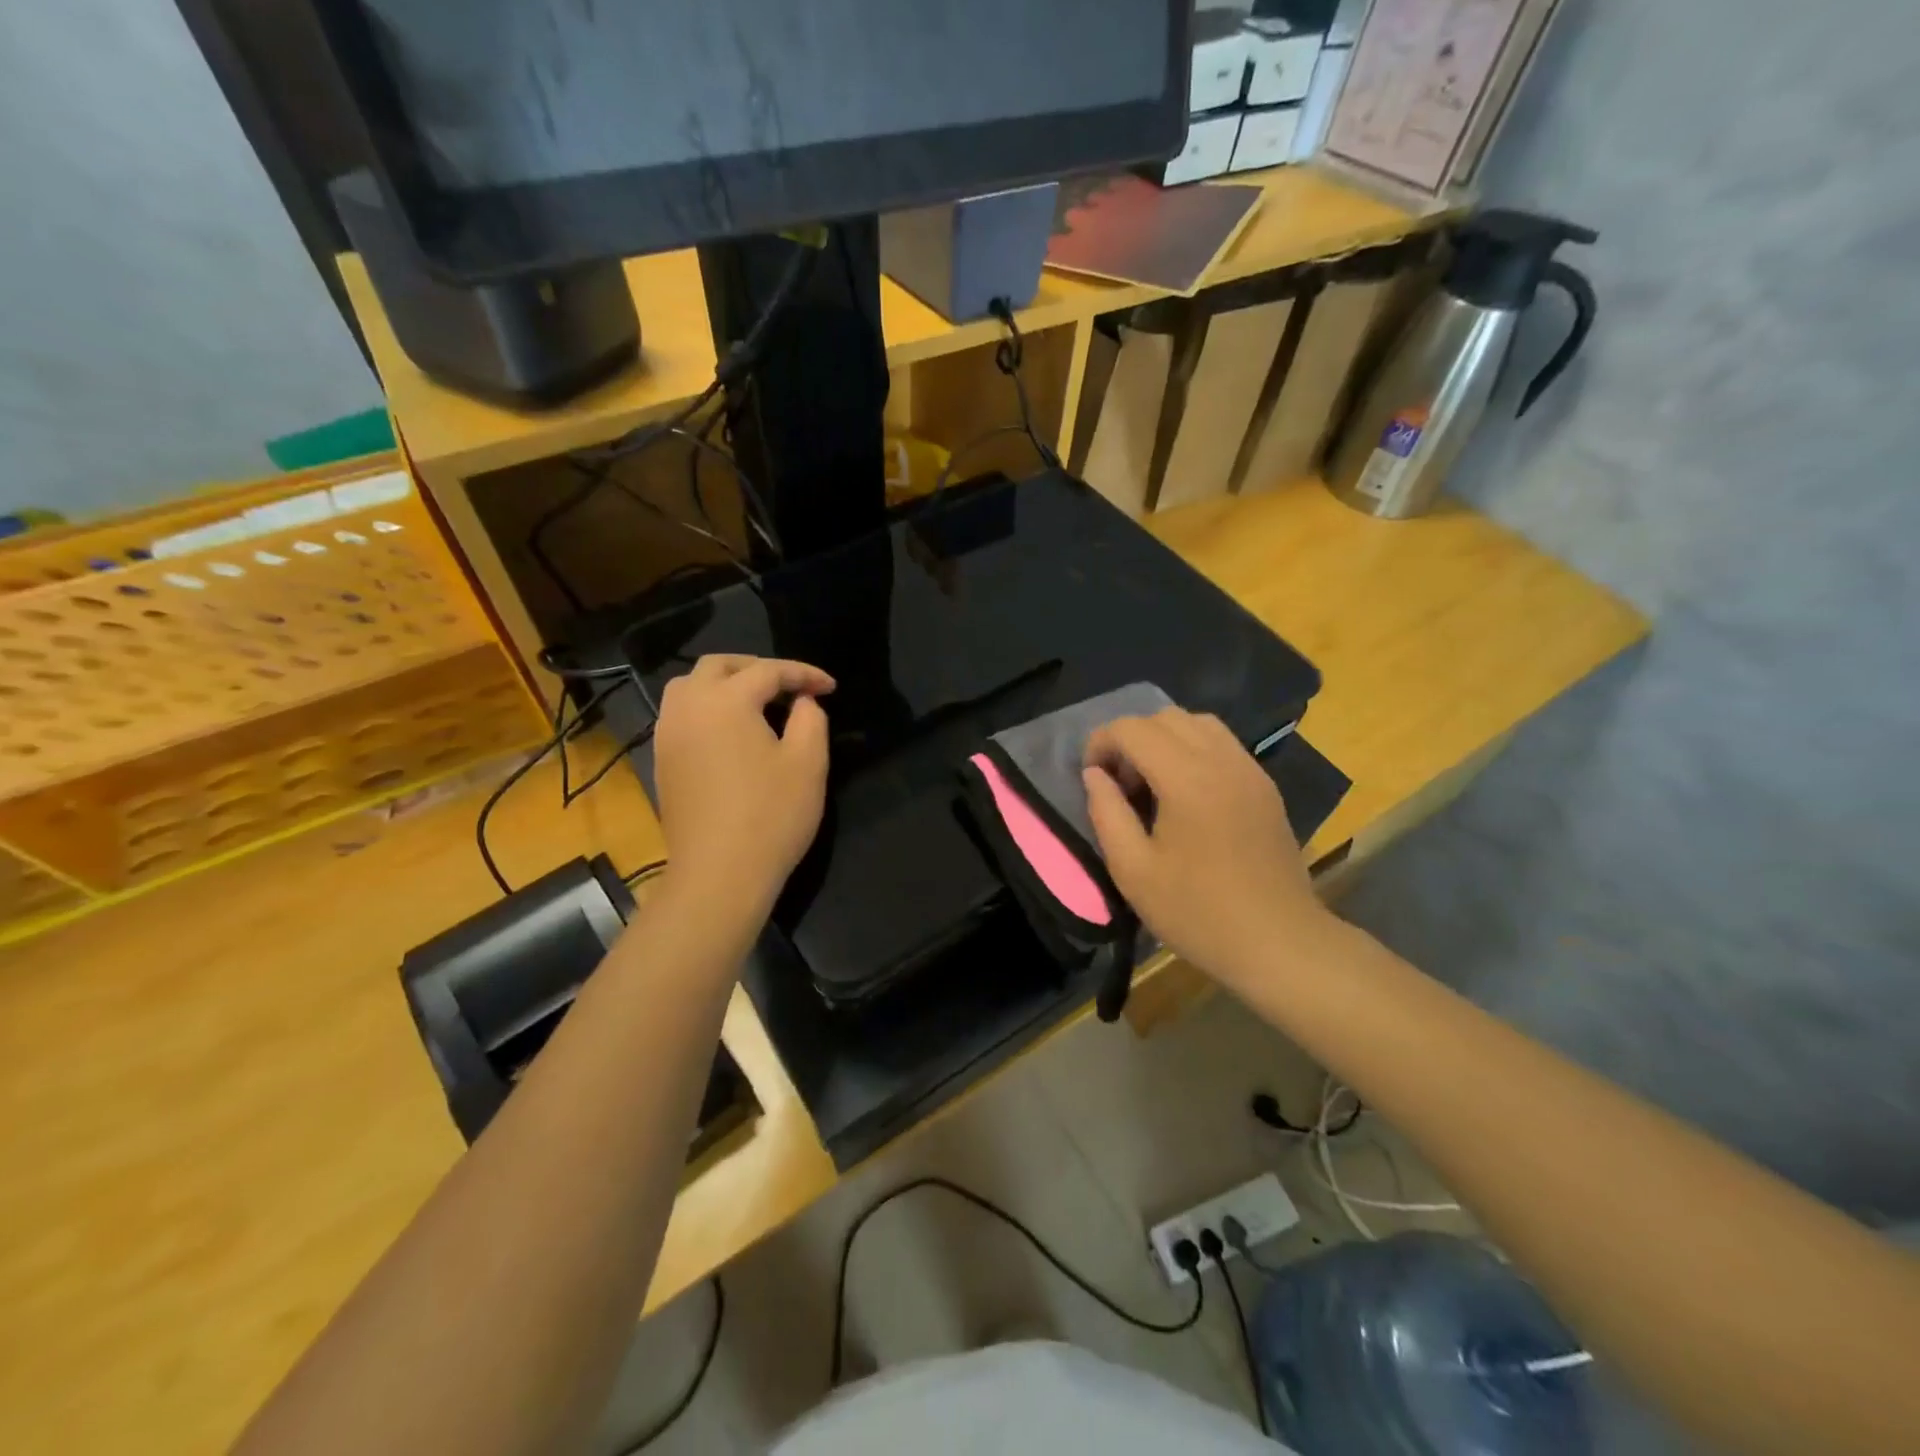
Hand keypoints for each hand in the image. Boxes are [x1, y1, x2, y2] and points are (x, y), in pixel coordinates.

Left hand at [653, 655, 834, 923]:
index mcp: (725, 701)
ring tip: (756, 702)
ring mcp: (668, 735)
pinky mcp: (662, 761)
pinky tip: (730, 731)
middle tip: (790, 686)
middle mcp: (688, 707)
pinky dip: (707, 708)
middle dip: (757, 668)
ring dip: (724, 683)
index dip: (804, 674)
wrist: (719, 874)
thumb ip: (810, 719)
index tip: (831, 687)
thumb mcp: (808, 763)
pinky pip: (681, 715)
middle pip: (718, 666)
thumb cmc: (771, 815)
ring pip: (689, 687)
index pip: (768, 671)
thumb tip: (803, 702)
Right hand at [1082, 708, 1331, 991]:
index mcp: (1186, 778)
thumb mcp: (1132, 870)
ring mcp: (1250, 770)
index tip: (1092, 779)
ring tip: (1152, 784)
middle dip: (1131, 739)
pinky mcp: (1265, 786)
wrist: (1279, 942)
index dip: (1101, 743)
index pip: (1133, 728)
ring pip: (1198, 723)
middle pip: (1165, 717)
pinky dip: (1193, 750)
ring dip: (1164, 740)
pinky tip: (1186, 794)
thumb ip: (1106, 812)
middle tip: (1120, 784)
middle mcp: (1222, 760)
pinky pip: (1223, 744)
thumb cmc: (1197, 912)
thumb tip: (1095, 775)